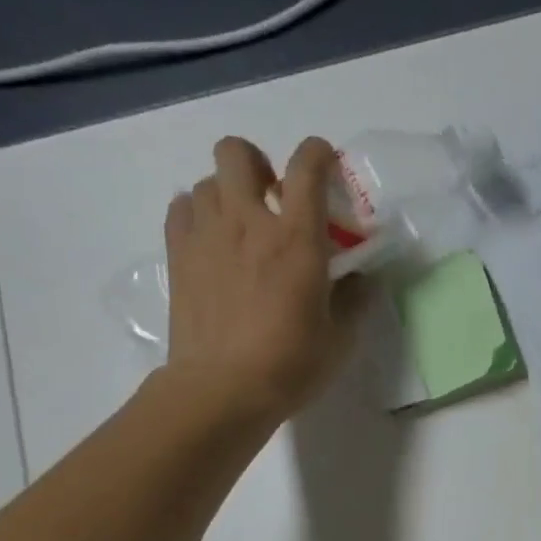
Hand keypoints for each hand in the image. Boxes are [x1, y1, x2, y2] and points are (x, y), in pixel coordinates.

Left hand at [161, 137, 372, 419]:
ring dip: (228, 193)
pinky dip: (197, 213)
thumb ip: (355, 298)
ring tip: (241, 226)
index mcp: (297, 238)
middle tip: (272, 197)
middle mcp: (248, 222)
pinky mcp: (178, 255)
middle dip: (258, 162)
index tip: (326, 165)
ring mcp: (206, 235)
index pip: (308, 166)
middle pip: (237, 152)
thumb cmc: (291, 365)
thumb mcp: (340, 337)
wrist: (223, 389)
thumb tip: (361, 277)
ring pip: (207, 180)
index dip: (319, 154)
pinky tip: (212, 241)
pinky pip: (181, 208)